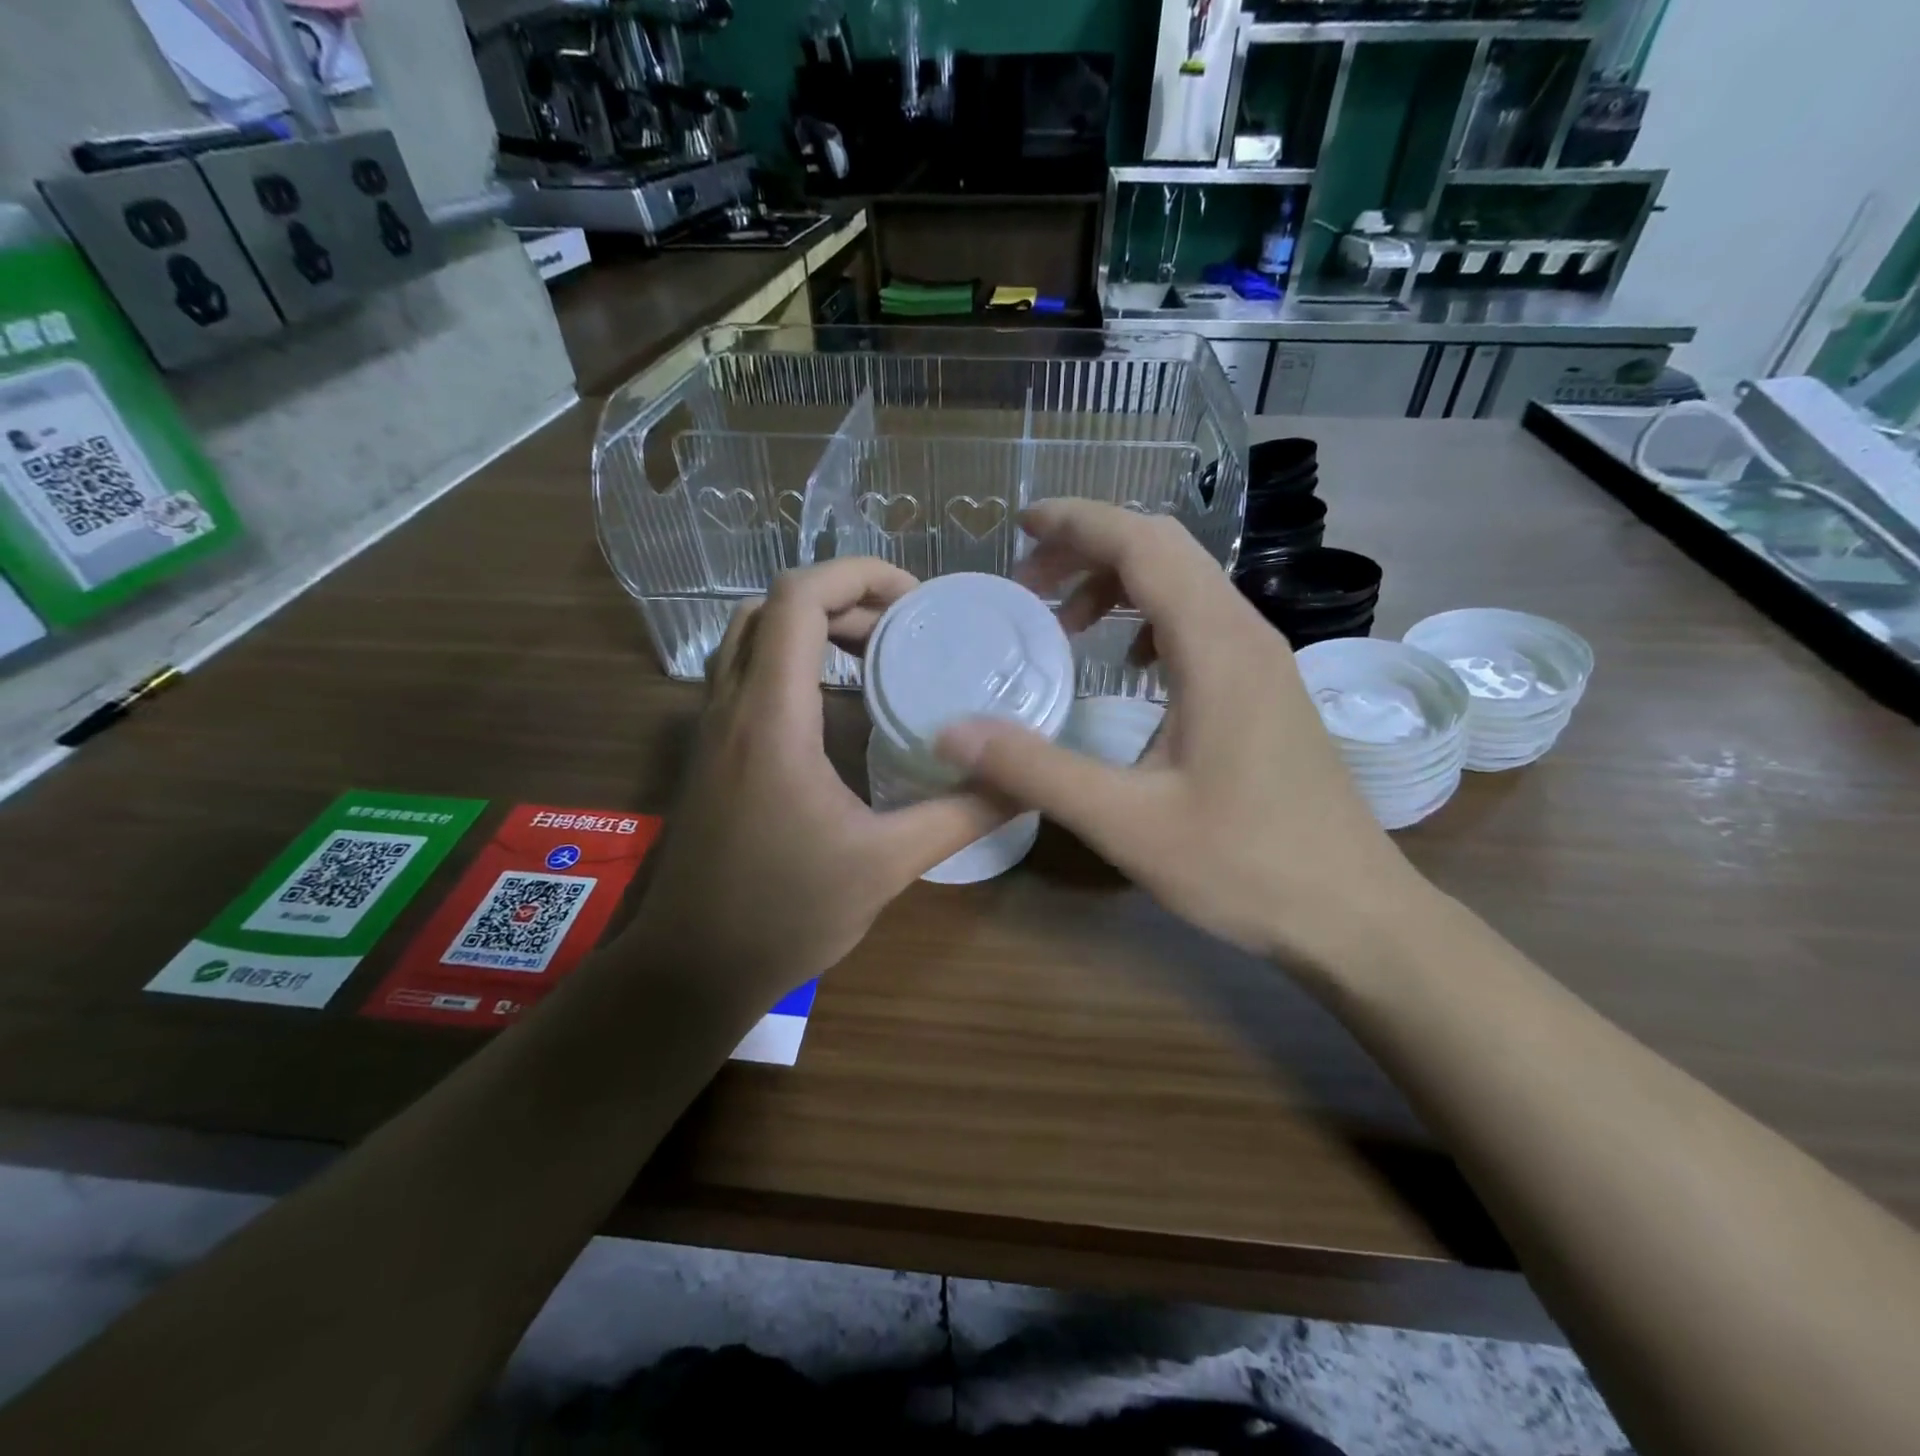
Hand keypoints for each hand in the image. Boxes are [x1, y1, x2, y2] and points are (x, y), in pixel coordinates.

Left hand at [628, 559, 1005, 1004]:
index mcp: (771, 719)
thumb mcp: (887, 865)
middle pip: (774, 606)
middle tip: (903, 629)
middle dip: (843, 598)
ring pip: (751, 636)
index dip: (858, 575)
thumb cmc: (785, 914)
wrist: (693, 968)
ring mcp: (710, 728)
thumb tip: (1027, 780)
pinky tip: (834, 702)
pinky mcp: (709, 751)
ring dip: (811, 626)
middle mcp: (730, 707)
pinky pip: (745, 673)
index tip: (916, 601)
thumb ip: (961, 815)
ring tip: (873, 651)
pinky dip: (791, 659)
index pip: (799, 599)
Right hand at [934, 501, 1420, 969]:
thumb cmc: (1245, 866)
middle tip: (1029, 586)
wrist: (1353, 913)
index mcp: (1216, 647)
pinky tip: (1129, 669)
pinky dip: (1151, 621)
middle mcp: (1246, 635)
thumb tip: (951, 734)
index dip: (1078, 523)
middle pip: (1165, 551)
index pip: (1144, 544)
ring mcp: (1264, 661)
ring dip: (1120, 585)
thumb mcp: (1125, 822)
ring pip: (1186, 585)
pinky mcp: (1267, 690)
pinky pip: (1202, 624)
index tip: (1020, 527)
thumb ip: (1035, 770)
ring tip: (1067, 625)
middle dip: (1089, 550)